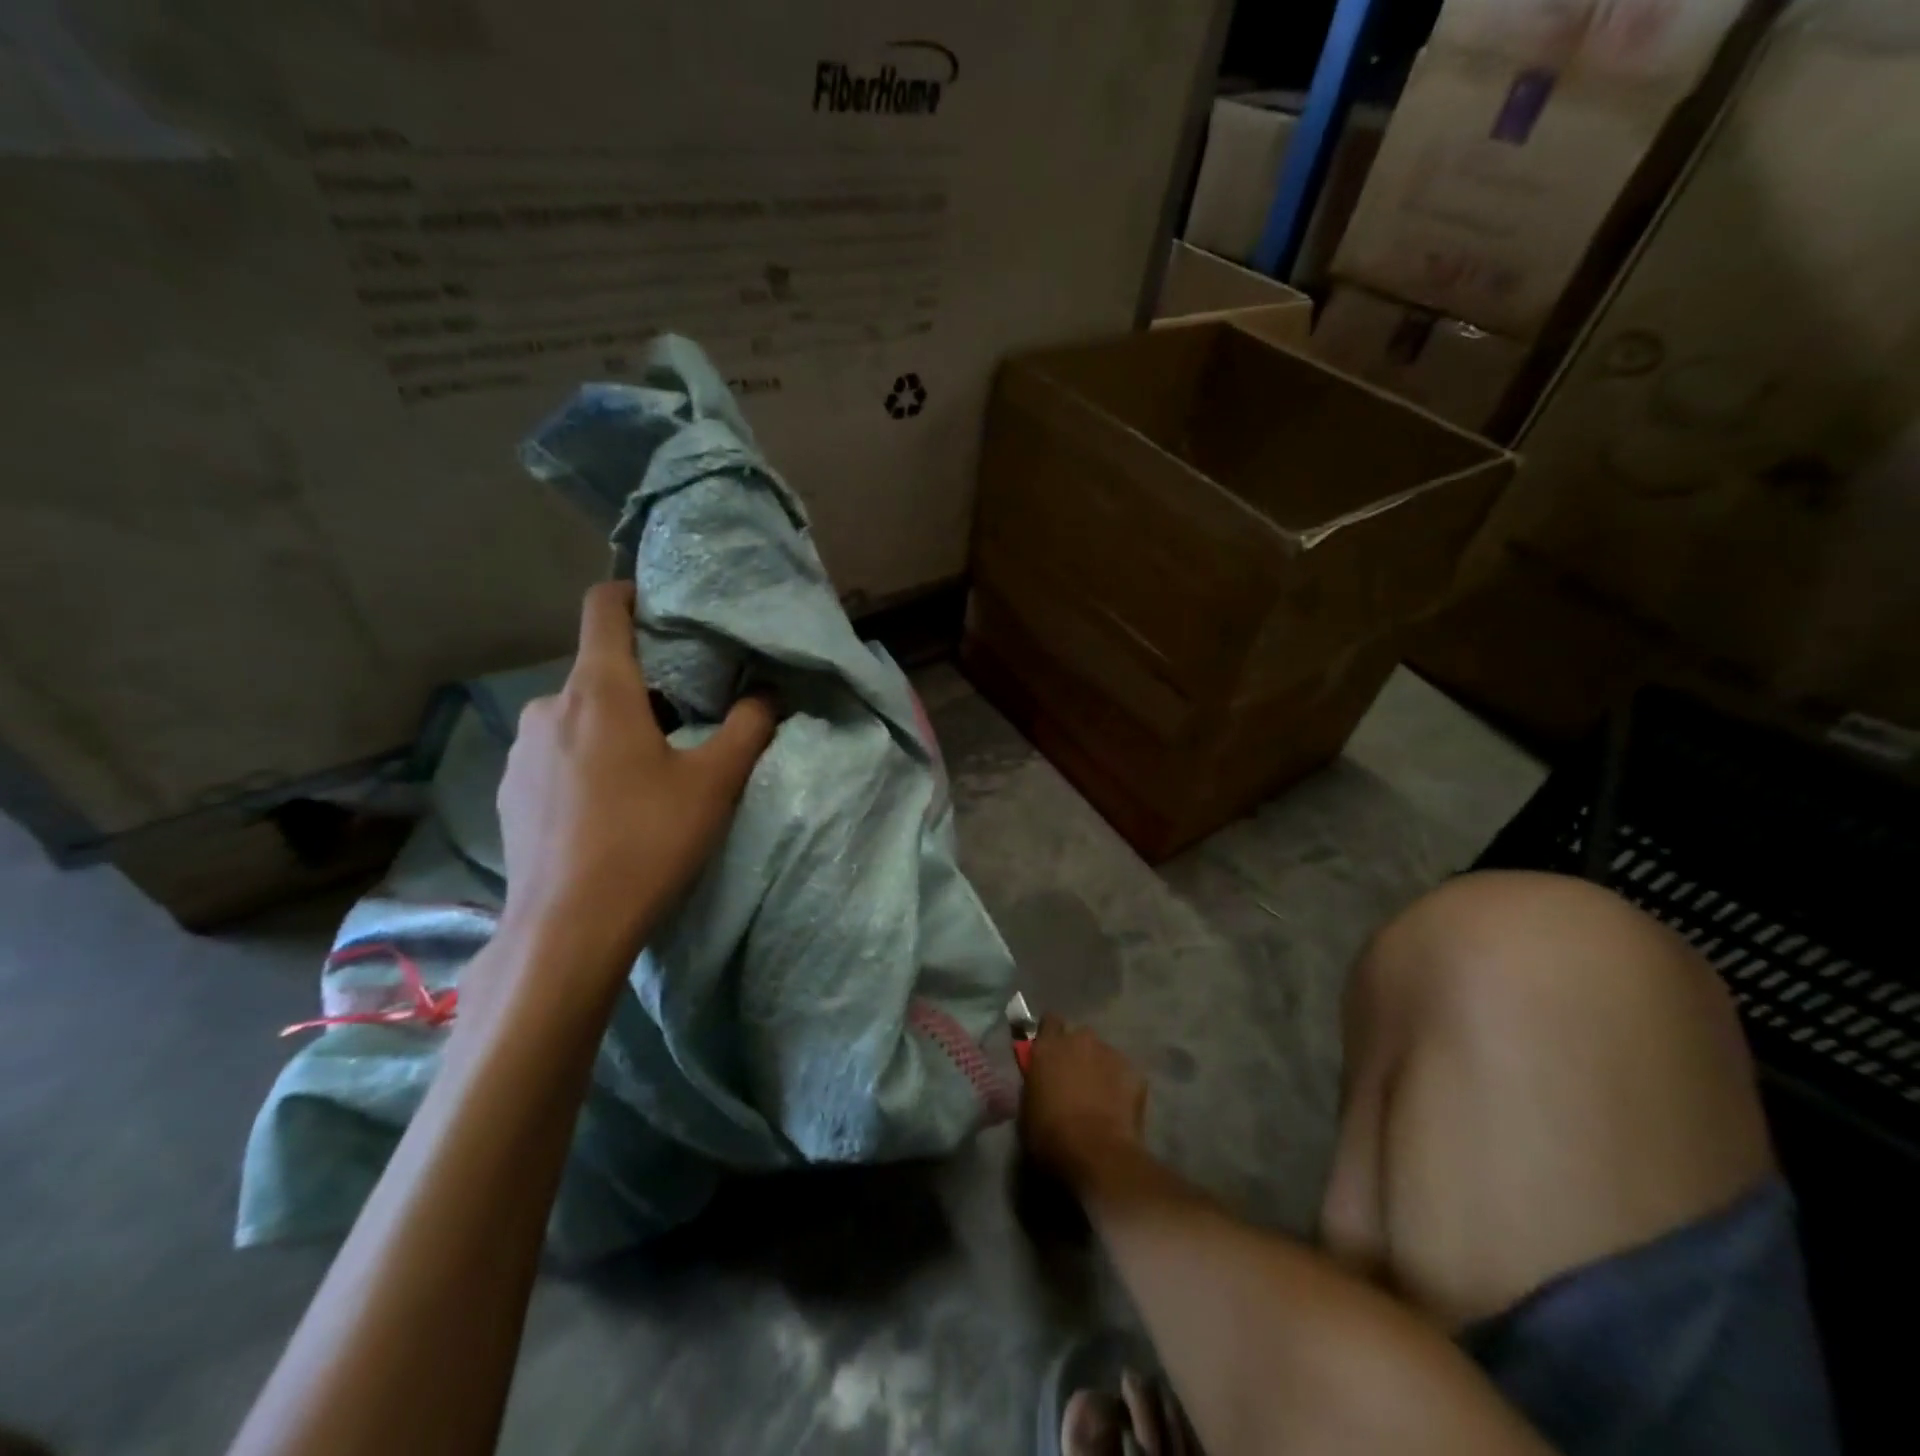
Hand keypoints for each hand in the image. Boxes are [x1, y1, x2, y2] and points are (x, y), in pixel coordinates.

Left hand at [493, 581, 776, 985]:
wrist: (566, 929)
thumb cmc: (646, 842)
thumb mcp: (714, 784)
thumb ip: (748, 728)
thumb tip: (767, 693)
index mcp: (599, 691)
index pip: (603, 608)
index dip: (632, 593)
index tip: (664, 607)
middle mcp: (550, 708)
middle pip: (600, 670)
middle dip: (643, 682)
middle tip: (686, 718)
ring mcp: (521, 752)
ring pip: (578, 716)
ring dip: (614, 726)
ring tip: (649, 771)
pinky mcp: (509, 792)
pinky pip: (556, 754)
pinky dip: (586, 760)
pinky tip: (609, 808)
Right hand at [1020, 1015, 1148, 1188]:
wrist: (1097, 1154)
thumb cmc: (1050, 1135)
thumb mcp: (1028, 1107)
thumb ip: (1036, 1082)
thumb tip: (1043, 1081)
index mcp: (1048, 1046)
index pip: (1049, 1021)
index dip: (1051, 1035)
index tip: (1050, 1051)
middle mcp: (1079, 1040)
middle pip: (1079, 1036)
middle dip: (1077, 1052)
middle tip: (1075, 1079)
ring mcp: (1110, 1053)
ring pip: (1104, 1054)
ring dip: (1100, 1068)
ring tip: (1100, 1098)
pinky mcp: (1135, 1072)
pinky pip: (1124, 1074)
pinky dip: (1121, 1086)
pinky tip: (1118, 1110)